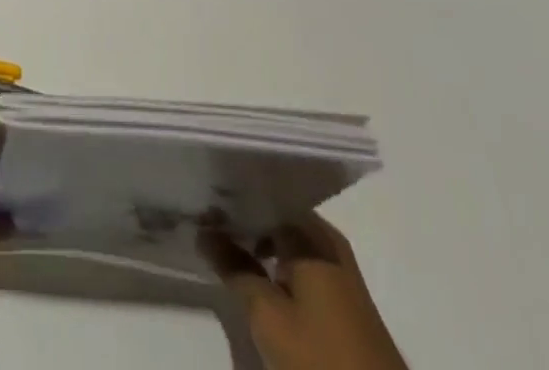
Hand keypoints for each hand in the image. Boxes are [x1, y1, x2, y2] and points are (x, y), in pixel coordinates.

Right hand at [201, 213, 406, 369]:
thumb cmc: (322, 362)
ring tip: (225, 246)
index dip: (232, 196)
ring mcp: (340, 271)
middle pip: (278, 214)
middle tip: (208, 219)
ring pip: (289, 238)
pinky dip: (276, 261)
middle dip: (244, 217)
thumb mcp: (267, 316)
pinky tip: (256, 276)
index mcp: (312, 235)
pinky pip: (301, 260)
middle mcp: (328, 242)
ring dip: (259, 240)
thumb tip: (205, 230)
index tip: (204, 199)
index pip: (264, 196)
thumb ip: (234, 268)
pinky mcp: (344, 299)